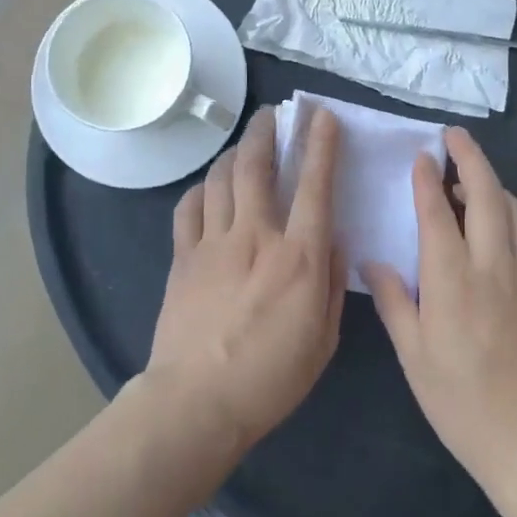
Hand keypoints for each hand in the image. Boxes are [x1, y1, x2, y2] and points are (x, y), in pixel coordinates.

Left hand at [145, 104, 345, 456]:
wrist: (196, 402)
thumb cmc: (270, 377)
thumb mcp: (323, 339)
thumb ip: (330, 283)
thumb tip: (333, 241)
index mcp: (297, 257)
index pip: (314, 186)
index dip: (320, 145)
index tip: (322, 117)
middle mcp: (255, 236)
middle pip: (256, 166)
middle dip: (267, 132)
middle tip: (273, 114)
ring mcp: (213, 243)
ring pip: (221, 178)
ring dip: (235, 152)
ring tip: (244, 144)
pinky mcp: (183, 257)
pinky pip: (190, 208)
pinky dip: (202, 189)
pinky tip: (209, 188)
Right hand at [363, 127, 516, 485]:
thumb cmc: (460, 401)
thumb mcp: (413, 355)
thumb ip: (394, 301)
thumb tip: (374, 261)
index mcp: (452, 279)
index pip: (438, 211)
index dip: (427, 179)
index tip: (421, 155)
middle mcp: (492, 265)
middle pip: (486, 193)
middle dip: (470, 157)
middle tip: (454, 136)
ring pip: (514, 209)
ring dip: (493, 182)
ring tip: (471, 176)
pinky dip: (510, 213)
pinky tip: (497, 224)